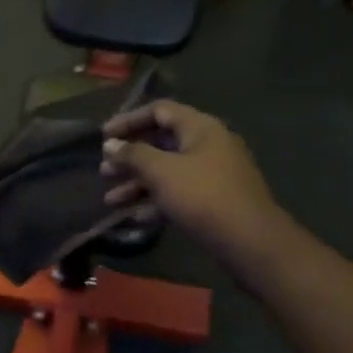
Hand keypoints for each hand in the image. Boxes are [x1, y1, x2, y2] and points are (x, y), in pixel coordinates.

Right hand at [101, 101, 288, 275]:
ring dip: (137, 184)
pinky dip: (156, 202)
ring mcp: (213, 174)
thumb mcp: (161, 171)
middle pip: (161, 143)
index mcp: (200, 128)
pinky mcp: (214, 201)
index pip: (159, 111)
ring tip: (111, 200)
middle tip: (105, 171)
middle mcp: (208, 145)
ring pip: (167, 172)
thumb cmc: (202, 196)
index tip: (103, 136)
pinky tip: (134, 218)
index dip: (129, 120)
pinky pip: (179, 194)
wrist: (249, 241)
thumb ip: (133, 154)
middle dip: (130, 158)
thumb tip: (111, 144)